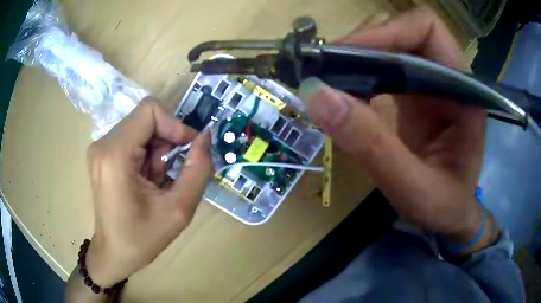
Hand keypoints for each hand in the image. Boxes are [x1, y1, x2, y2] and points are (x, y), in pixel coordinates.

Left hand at [85, 97, 210, 285]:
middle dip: (167, 141)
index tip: (188, 151)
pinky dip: (148, 154)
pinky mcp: (103, 154)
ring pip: (141, 128)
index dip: (175, 125)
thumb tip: (205, 137)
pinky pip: (133, 139)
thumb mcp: (178, 210)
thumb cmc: (142, 239)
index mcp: (115, 155)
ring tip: (159, 181)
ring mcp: (101, 148)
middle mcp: (103, 144)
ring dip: (158, 150)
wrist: (114, 253)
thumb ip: (197, 170)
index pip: (150, 110)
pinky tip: (148, 179)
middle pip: (146, 119)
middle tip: (173, 172)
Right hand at [299, 7, 497, 253]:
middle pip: (405, 32)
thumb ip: (372, 146)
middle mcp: (450, 79)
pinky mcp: (418, 94)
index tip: (347, 55)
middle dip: (366, 43)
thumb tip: (317, 95)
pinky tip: (346, 93)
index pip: (427, 31)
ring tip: (331, 79)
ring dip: (359, 57)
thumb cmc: (443, 208)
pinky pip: (386, 67)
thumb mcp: (412, 188)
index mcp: (464, 93)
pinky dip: (361, 73)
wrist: (450, 216)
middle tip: (328, 68)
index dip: (387, 32)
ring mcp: (433, 84)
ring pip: (393, 46)